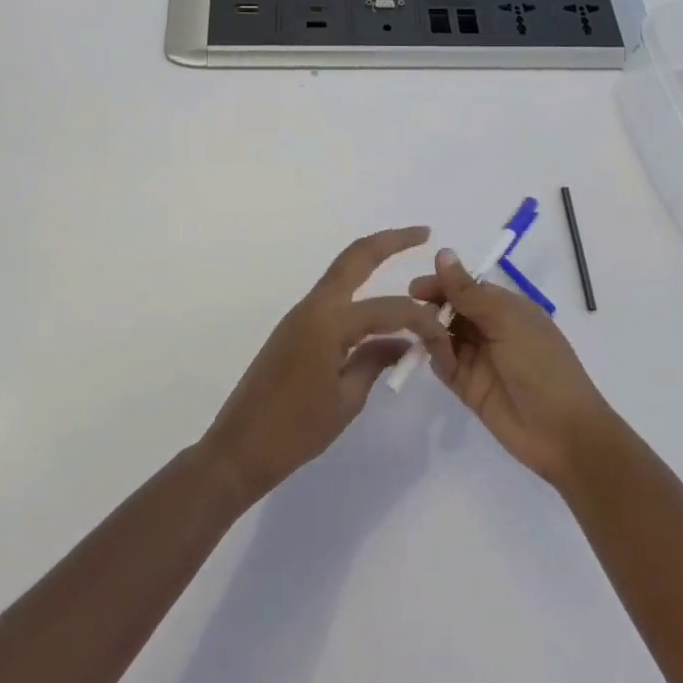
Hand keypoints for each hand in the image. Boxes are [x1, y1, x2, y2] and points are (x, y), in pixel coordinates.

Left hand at [199, 227, 452, 504]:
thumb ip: (376, 361)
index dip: (423, 320)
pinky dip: (360, 290)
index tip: (444, 338)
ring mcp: (301, 314)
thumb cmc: (295, 431)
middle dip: (391, 240)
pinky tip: (378, 308)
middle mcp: (314, 306)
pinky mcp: (295, 327)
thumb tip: (402, 343)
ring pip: (343, 271)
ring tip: (405, 255)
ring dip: (373, 259)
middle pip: (356, 256)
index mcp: (329, 322)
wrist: (238, 449)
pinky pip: (334, 296)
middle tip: (422, 233)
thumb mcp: (346, 400)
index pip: (390, 308)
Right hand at [410, 248, 612, 486]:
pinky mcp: (469, 388)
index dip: (443, 284)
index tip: (416, 288)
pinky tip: (434, 355)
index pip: (467, 287)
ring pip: (445, 336)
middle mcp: (491, 329)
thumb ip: (468, 291)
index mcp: (507, 308)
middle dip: (432, 307)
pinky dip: (436, 358)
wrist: (562, 432)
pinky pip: (445, 365)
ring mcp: (479, 359)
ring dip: (432, 332)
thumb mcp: (505, 321)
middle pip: (453, 310)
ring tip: (423, 334)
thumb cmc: (540, 364)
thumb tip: (442, 252)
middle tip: (413, 312)